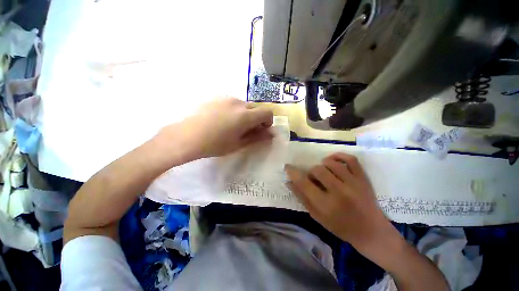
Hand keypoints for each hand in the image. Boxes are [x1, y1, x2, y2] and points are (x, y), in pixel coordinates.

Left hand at [159, 97, 273, 158]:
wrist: (187, 136)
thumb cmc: (215, 144)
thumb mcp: (239, 143)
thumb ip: (257, 137)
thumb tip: (271, 134)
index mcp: (246, 115)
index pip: (267, 112)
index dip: (268, 121)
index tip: (262, 130)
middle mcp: (238, 103)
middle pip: (255, 108)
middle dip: (255, 118)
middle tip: (246, 130)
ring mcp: (226, 98)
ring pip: (243, 105)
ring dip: (244, 114)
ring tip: (232, 125)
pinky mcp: (216, 97)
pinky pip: (231, 103)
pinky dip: (234, 110)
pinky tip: (222, 119)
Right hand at [285, 153, 398, 251]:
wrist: (371, 231)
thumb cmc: (340, 226)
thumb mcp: (317, 216)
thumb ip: (302, 197)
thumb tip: (289, 182)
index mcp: (326, 205)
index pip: (304, 182)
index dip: (293, 172)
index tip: (288, 167)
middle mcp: (340, 192)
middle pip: (317, 170)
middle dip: (311, 172)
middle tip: (314, 179)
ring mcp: (354, 183)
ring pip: (331, 163)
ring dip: (323, 165)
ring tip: (324, 172)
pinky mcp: (363, 178)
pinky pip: (350, 159)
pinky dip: (339, 156)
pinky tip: (333, 160)